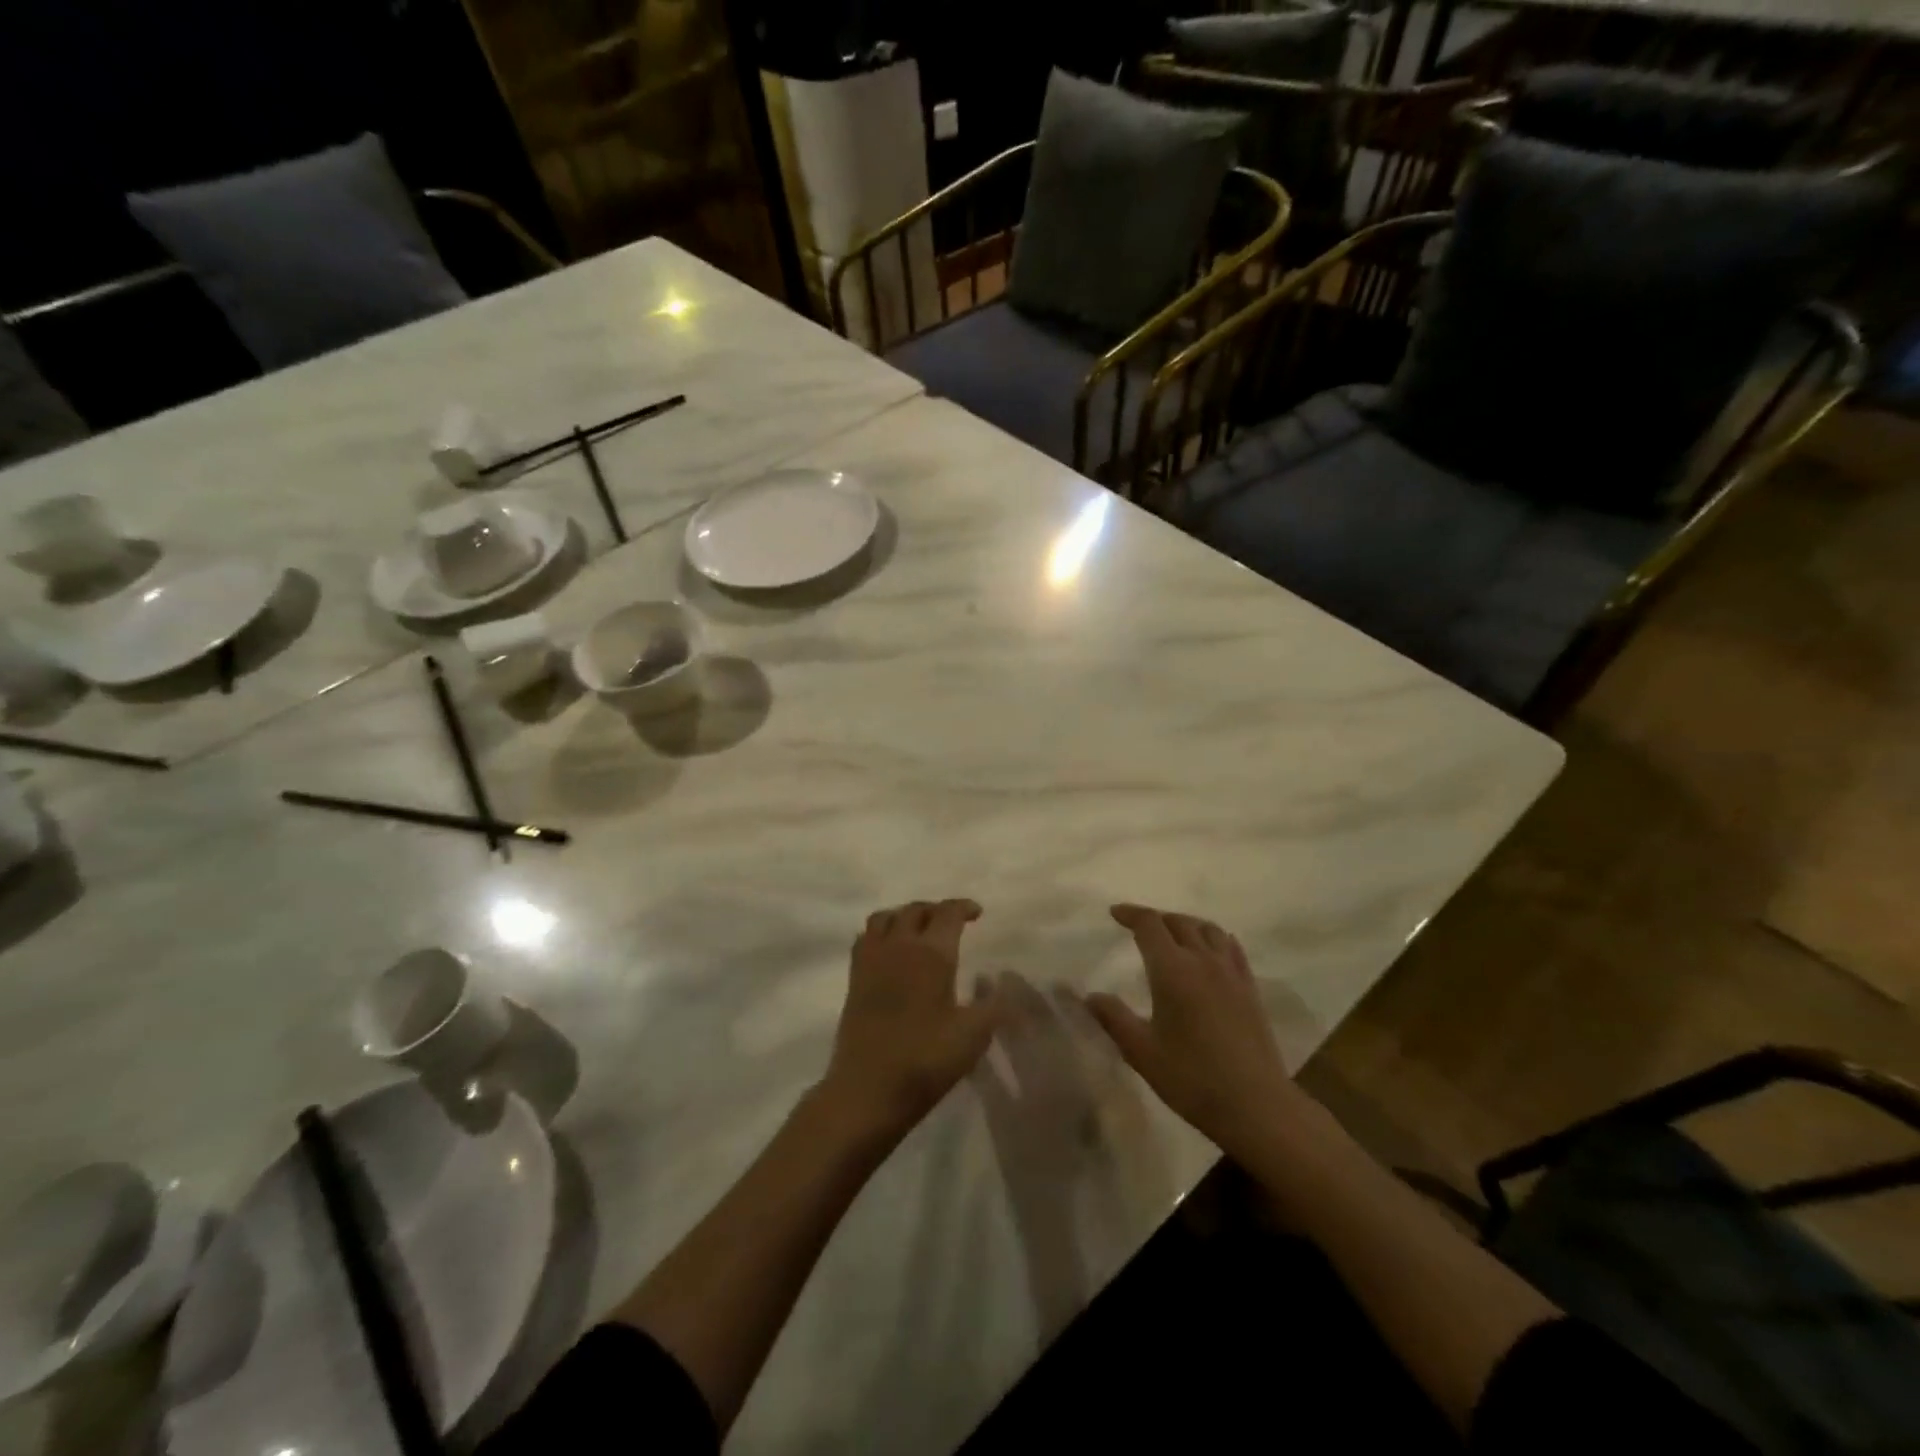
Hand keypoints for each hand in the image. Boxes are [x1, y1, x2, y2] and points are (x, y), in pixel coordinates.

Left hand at [818, 900, 999, 1144]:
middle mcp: (899, 946)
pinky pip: (867, 937)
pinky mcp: (854, 978)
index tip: (977, 913)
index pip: (947, 913)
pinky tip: (892, 951)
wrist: (867, 1089)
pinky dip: (882, 932)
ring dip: (906, 915)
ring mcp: (871, 960)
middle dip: (937, 909)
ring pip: (887, 917)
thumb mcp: (973, 1036)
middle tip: (952, 921)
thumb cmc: (925, 1060)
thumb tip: (1007, 982)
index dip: (963, 907)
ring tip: (921, 930)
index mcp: (931, 953)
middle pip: (916, 910)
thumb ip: (995, 1005)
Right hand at [1084, 904, 1300, 1158]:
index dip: (1130, 913)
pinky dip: (1215, 938)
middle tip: (1138, 927)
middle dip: (1156, 918)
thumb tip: (1090, 996)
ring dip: (1186, 924)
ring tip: (1173, 935)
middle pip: (1179, 922)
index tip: (1114, 913)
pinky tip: (1211, 951)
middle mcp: (1203, 960)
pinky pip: (1231, 947)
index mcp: (1172, 970)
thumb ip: (1113, 1018)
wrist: (1256, 1104)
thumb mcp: (1141, 1051)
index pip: (1149, 925)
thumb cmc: (1192, 1078)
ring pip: (1208, 929)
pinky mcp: (1250, 988)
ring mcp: (1231, 972)